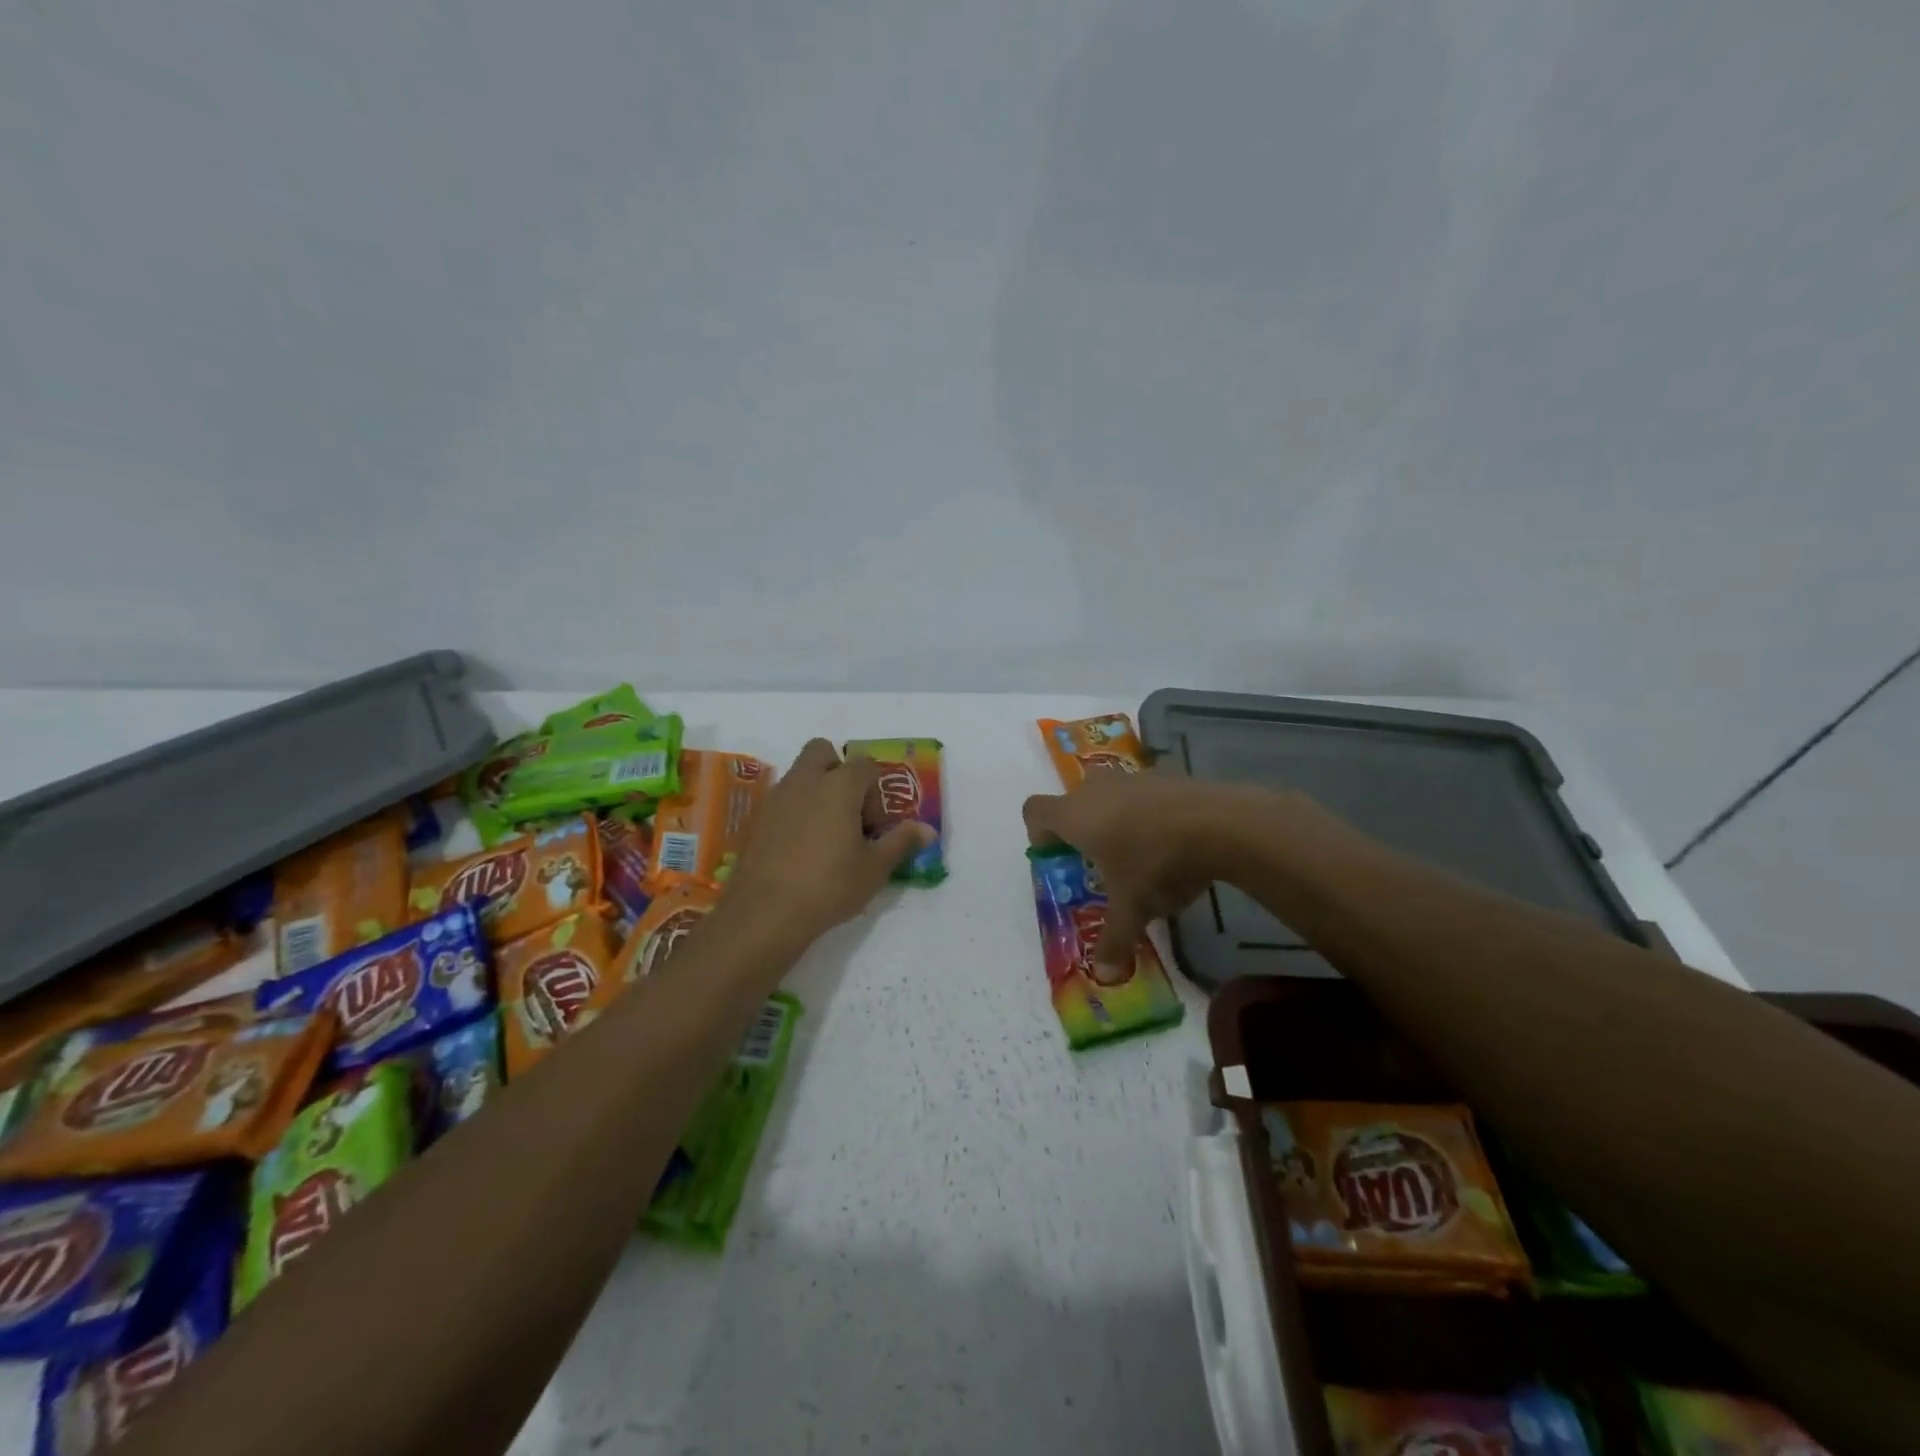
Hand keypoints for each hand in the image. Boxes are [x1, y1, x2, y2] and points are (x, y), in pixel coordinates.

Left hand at [723, 739, 933, 944]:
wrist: (765, 912)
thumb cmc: (829, 885)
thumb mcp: (874, 868)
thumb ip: (901, 842)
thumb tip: (928, 829)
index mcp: (839, 786)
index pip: (866, 765)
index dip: (876, 791)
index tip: (876, 825)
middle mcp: (805, 781)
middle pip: (823, 751)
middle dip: (839, 769)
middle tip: (849, 809)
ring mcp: (776, 797)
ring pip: (799, 774)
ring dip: (816, 790)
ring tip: (827, 832)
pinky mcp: (756, 819)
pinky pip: (782, 799)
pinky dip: (795, 810)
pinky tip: (801, 847)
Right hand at [1023, 770, 1266, 970]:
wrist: (1217, 822)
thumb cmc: (1155, 863)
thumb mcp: (1132, 909)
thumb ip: (1114, 940)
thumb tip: (1105, 976)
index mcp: (1074, 816)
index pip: (1035, 811)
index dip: (1040, 834)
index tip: (1057, 857)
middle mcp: (1095, 789)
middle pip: (1073, 802)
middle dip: (1080, 830)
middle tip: (1099, 862)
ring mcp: (1131, 777)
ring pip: (1109, 795)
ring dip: (1114, 819)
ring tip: (1139, 853)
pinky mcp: (1164, 775)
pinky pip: (1141, 794)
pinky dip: (1146, 812)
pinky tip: (1171, 840)